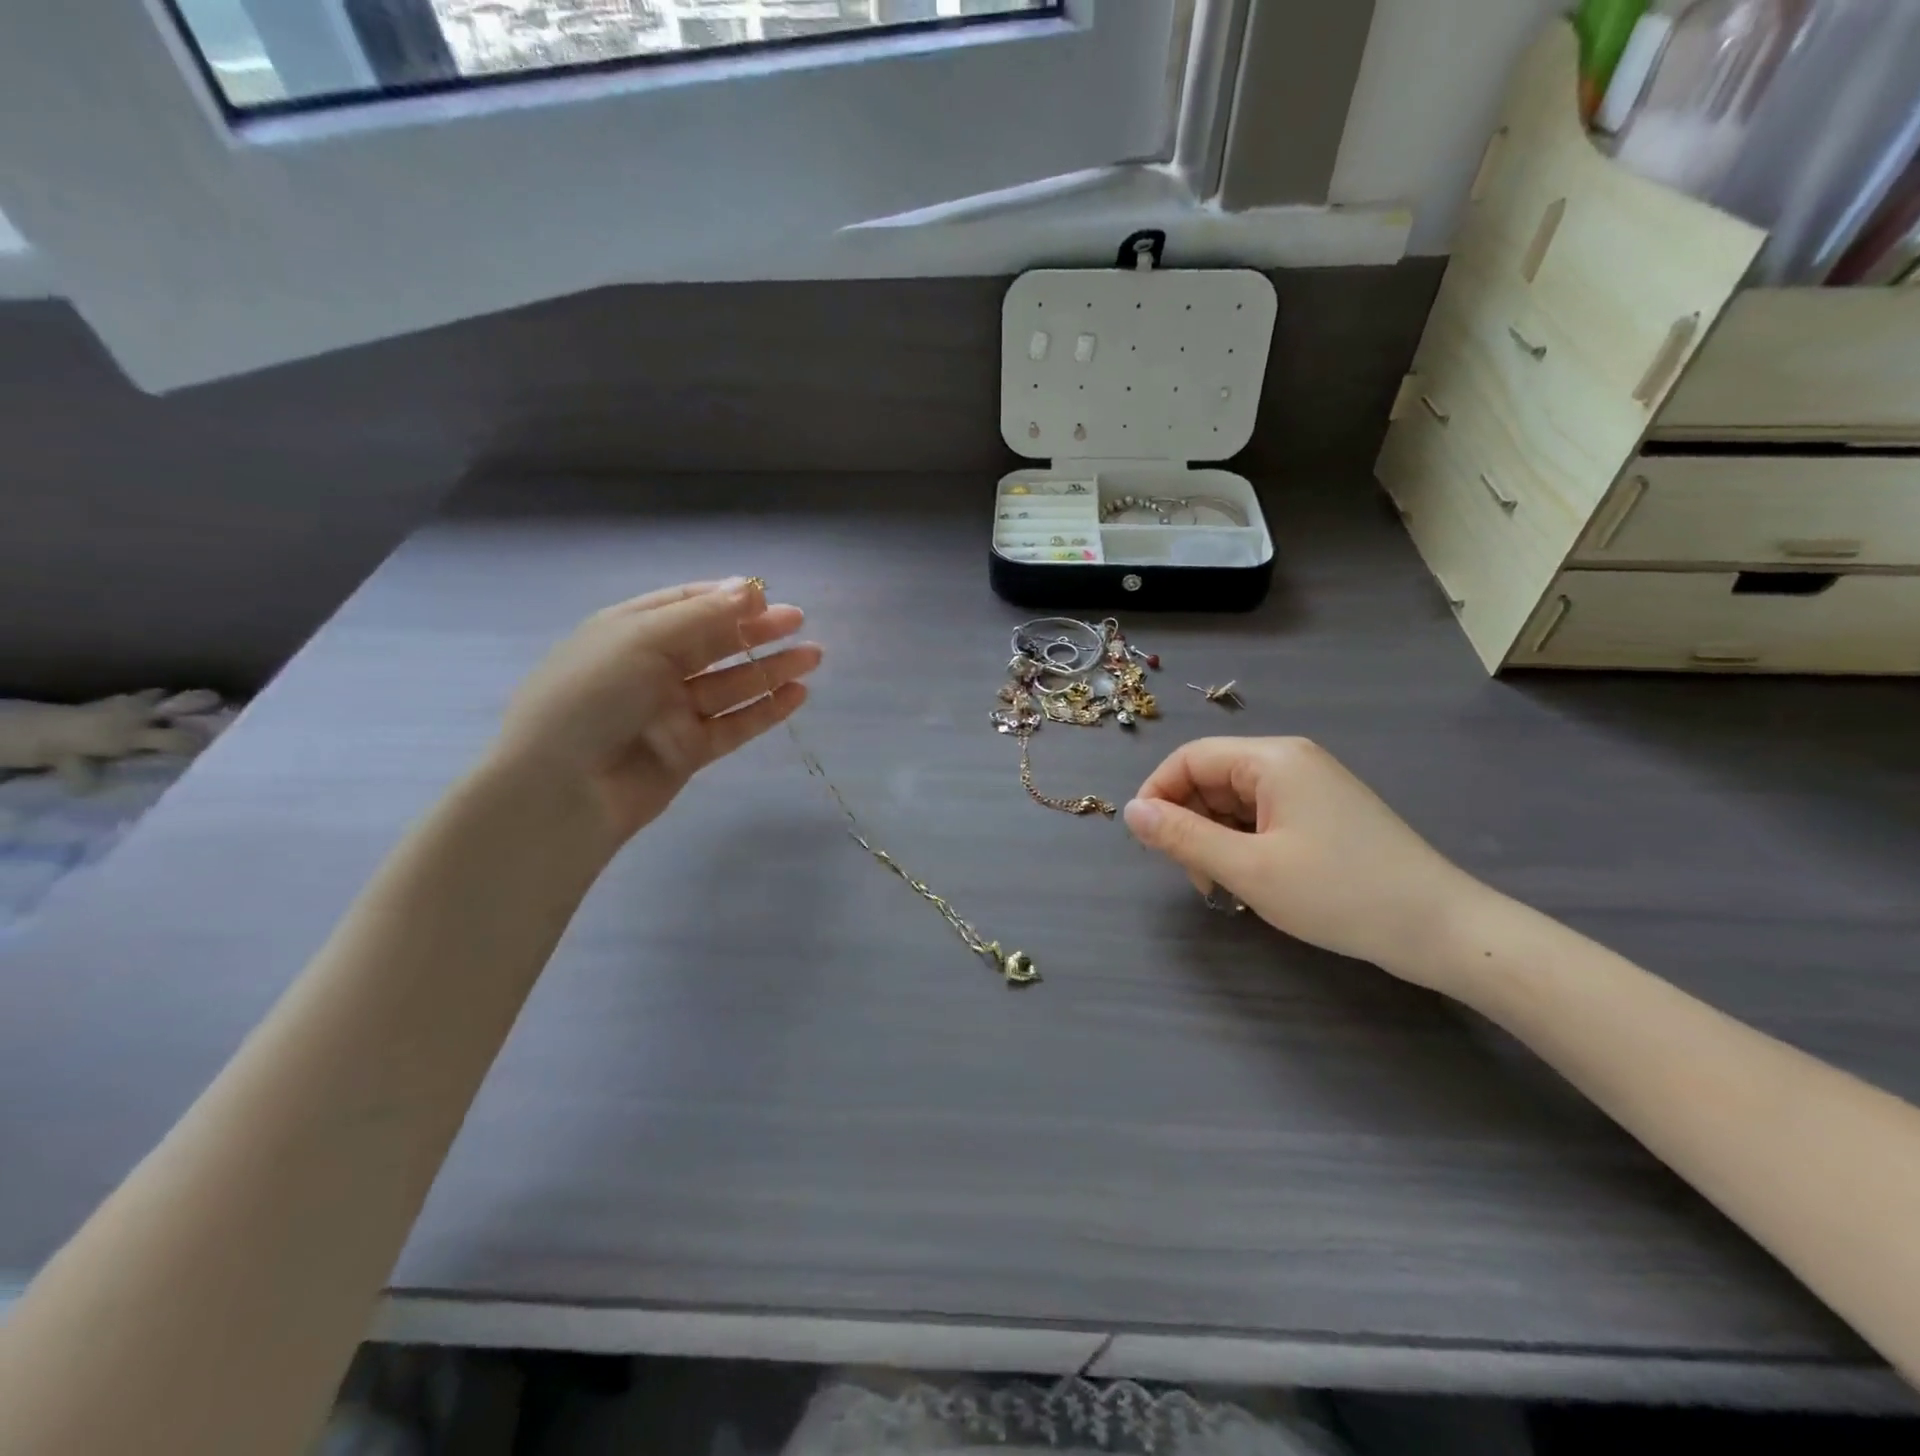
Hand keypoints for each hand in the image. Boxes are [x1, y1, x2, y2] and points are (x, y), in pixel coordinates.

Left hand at [493, 579, 820, 842]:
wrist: (563, 789)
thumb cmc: (592, 697)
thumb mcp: (641, 640)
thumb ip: (702, 615)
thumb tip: (749, 589)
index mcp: (629, 631)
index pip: (684, 604)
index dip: (725, 598)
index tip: (766, 597)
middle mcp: (651, 668)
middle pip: (714, 643)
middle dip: (756, 631)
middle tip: (799, 621)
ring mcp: (671, 711)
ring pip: (731, 684)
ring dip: (771, 669)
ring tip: (813, 657)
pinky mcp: (690, 750)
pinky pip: (735, 724)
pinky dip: (766, 710)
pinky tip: (798, 695)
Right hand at [1123, 737, 1486, 986]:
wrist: (1443, 929)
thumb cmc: (1339, 893)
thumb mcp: (1249, 869)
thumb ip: (1182, 836)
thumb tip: (1130, 811)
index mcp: (1272, 759)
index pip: (1189, 758)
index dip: (1158, 794)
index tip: (1147, 843)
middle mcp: (1290, 761)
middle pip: (1212, 778)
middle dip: (1190, 823)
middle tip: (1197, 878)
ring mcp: (1311, 787)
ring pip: (1235, 801)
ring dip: (1216, 839)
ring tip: (1226, 887)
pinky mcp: (1324, 813)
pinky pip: (1263, 816)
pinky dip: (1244, 844)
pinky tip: (1253, 880)